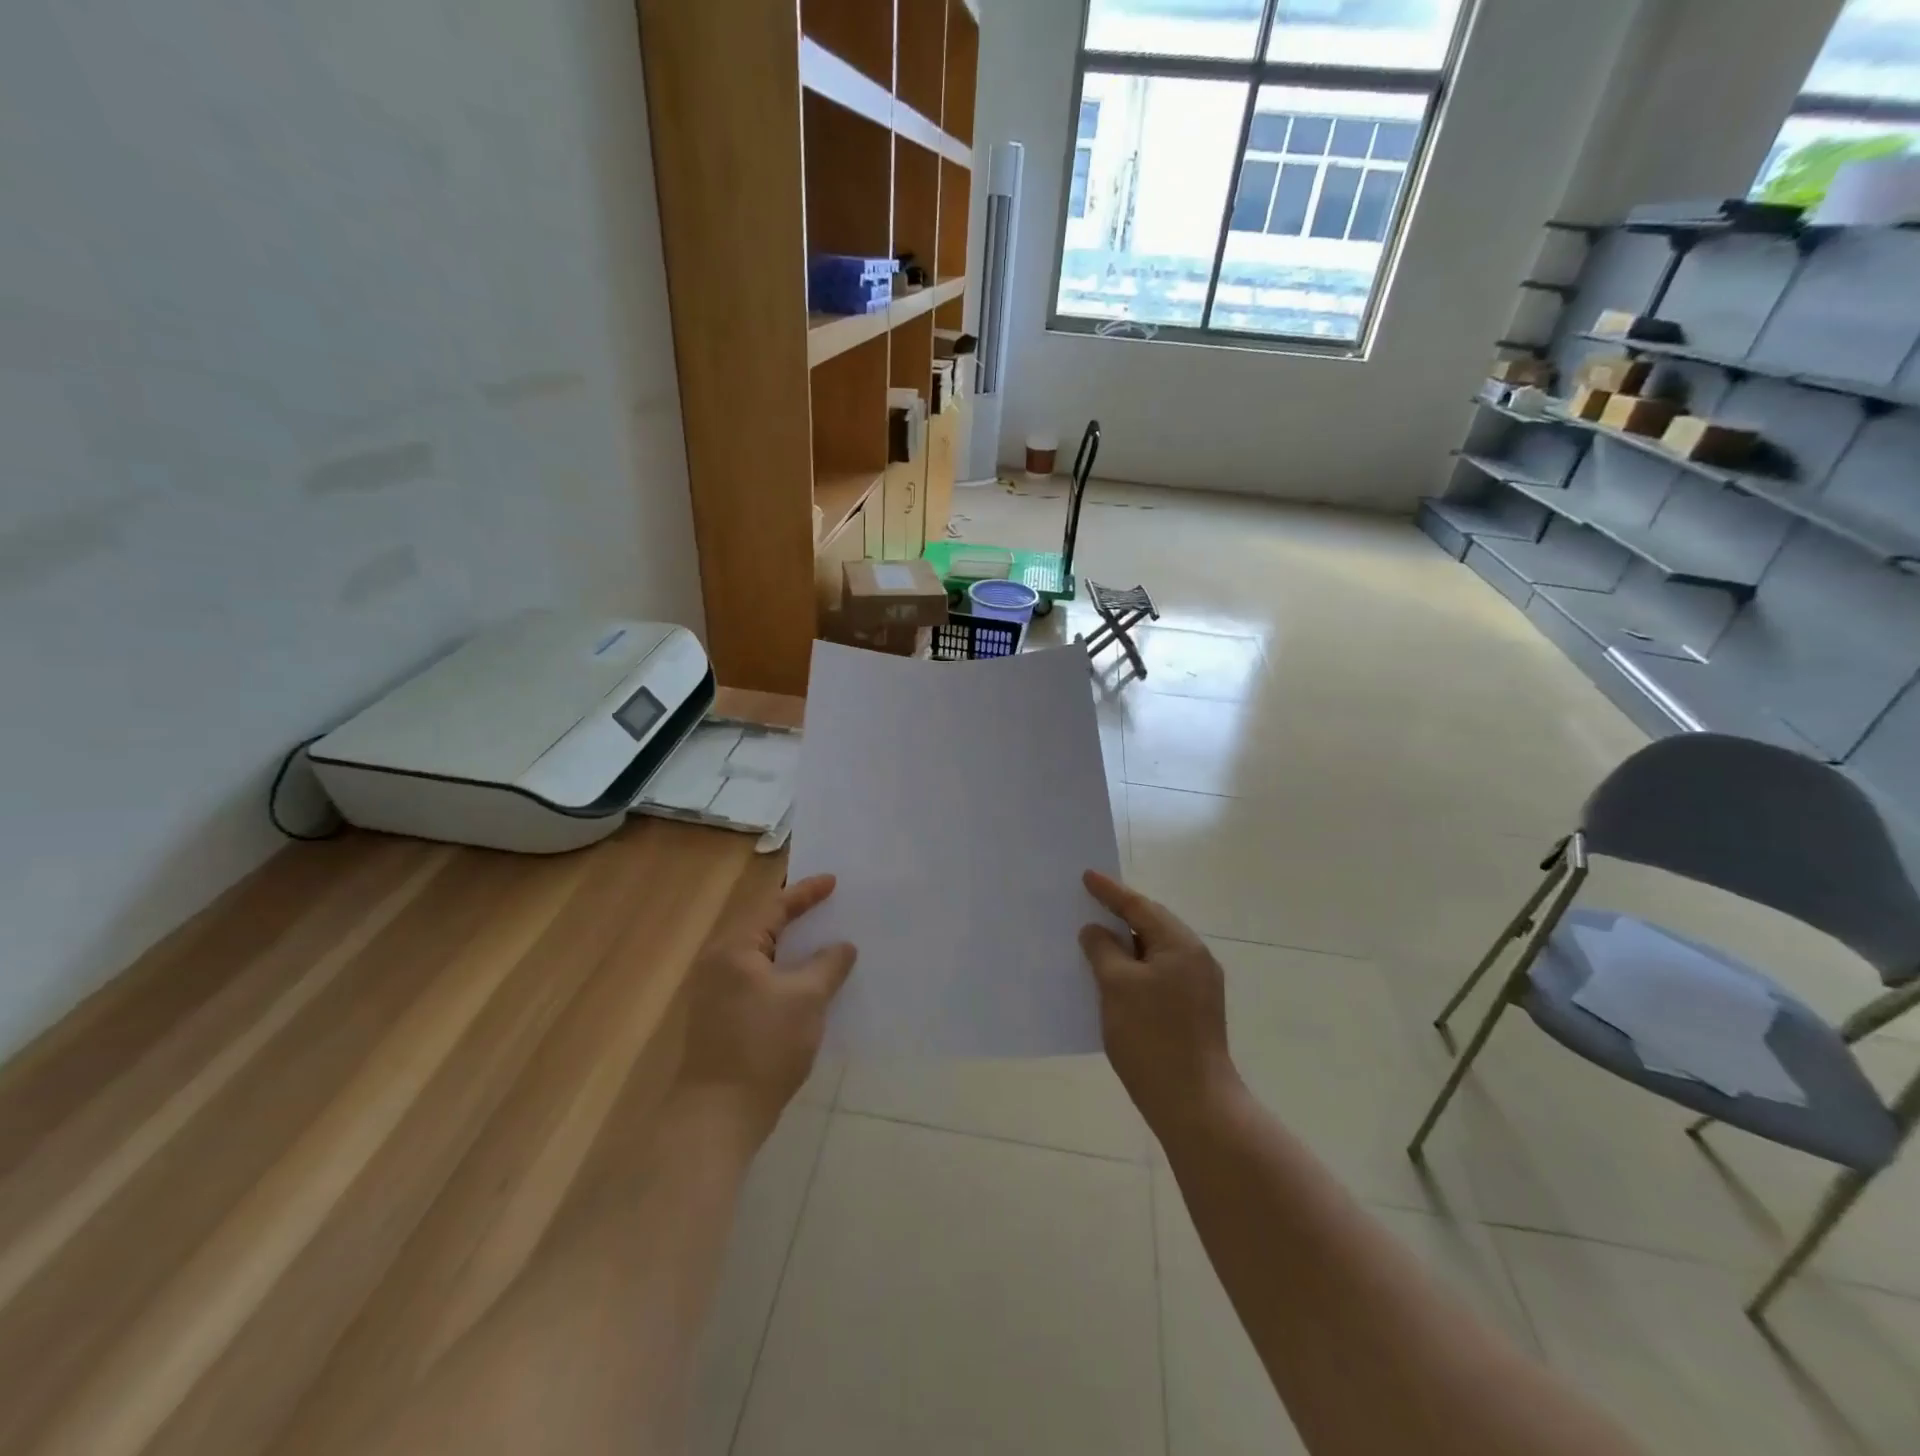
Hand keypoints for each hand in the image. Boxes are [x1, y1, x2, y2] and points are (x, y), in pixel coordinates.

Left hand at [676, 875, 855, 1142]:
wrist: (719, 1115)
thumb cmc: (764, 1046)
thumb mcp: (807, 999)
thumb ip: (828, 965)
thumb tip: (842, 946)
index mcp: (735, 949)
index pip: (774, 907)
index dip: (805, 893)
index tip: (833, 881)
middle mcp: (718, 963)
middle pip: (762, 928)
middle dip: (796, 917)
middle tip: (827, 905)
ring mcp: (716, 993)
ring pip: (760, 957)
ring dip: (790, 948)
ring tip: (820, 940)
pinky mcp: (721, 1018)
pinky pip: (757, 980)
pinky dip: (782, 973)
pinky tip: (805, 983)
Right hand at [1079, 870, 1241, 1133]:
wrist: (1194, 1103)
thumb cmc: (1151, 1036)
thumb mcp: (1117, 985)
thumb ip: (1103, 949)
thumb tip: (1096, 931)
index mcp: (1180, 944)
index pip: (1139, 906)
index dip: (1110, 891)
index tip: (1086, 876)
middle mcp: (1195, 958)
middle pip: (1151, 924)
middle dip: (1120, 913)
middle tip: (1090, 902)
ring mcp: (1198, 986)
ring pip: (1155, 950)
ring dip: (1126, 943)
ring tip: (1095, 937)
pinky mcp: (1193, 1010)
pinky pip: (1159, 973)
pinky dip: (1135, 966)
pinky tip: (1113, 976)